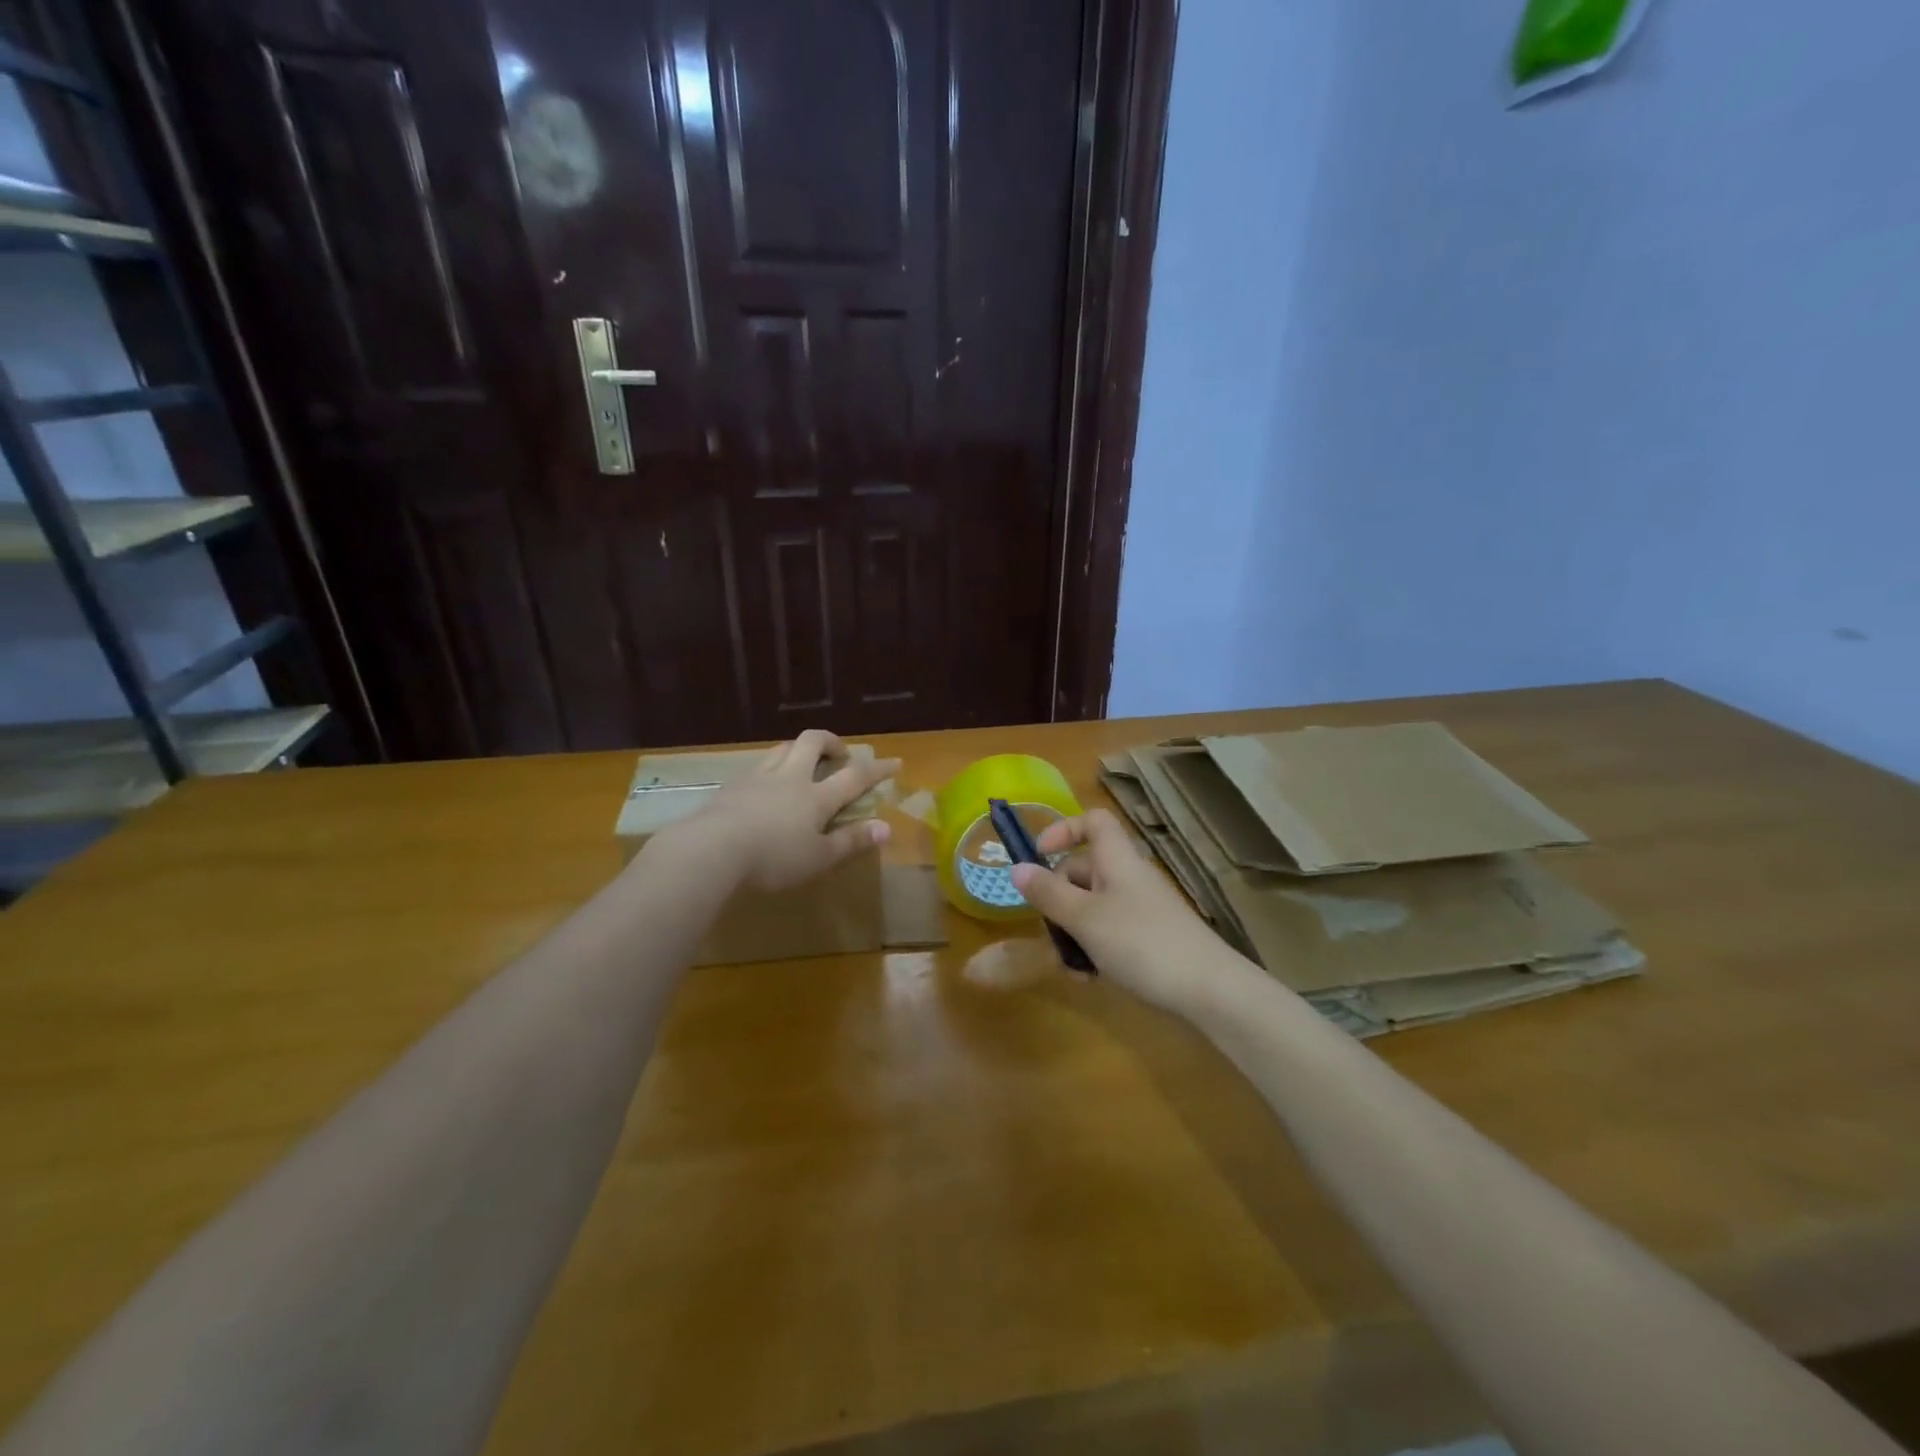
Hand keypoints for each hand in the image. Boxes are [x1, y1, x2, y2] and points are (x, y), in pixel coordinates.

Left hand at [687, 730, 899, 891]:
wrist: (711, 850)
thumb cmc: (772, 858)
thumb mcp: (818, 858)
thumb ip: (851, 841)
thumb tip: (886, 828)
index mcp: (817, 797)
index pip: (855, 776)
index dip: (877, 768)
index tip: (895, 761)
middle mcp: (790, 777)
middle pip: (813, 742)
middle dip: (832, 742)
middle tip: (840, 755)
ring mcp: (758, 777)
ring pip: (783, 748)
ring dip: (799, 749)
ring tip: (804, 764)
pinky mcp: (732, 786)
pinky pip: (758, 765)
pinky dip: (771, 768)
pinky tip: (765, 786)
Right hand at [1011, 808, 1248, 1013]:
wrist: (1210, 990)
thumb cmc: (1142, 943)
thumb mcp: (1085, 918)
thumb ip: (1048, 893)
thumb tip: (1015, 868)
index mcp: (1117, 860)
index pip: (1093, 821)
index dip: (1063, 829)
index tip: (1037, 856)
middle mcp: (1128, 877)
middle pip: (1083, 870)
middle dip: (1058, 899)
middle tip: (1047, 931)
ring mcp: (1141, 909)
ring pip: (1092, 907)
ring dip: (1072, 932)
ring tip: (1069, 967)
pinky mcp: (1149, 938)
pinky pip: (1109, 932)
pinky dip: (1093, 949)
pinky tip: (1090, 979)